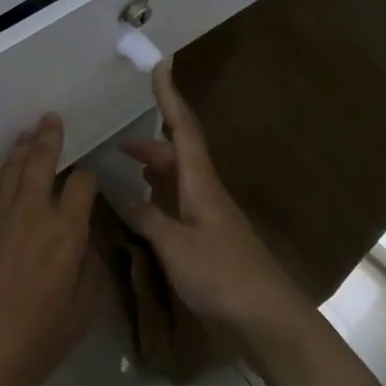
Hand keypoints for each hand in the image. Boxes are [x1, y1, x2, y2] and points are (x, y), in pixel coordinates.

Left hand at [0, 115, 99, 385]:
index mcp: (67, 233)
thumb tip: (85, 245)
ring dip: (20, 148)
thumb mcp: (81, 312)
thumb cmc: (36, 340)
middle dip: (50, 138)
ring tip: (27, 132)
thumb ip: (88, 271)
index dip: (89, 177)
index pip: (83, 186)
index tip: (89, 181)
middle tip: (51, 118)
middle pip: (43, 163)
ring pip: (11, 170)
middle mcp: (34, 214)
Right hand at [120, 62, 306, 346]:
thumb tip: (127, 197)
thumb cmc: (222, 276)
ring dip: (154, 169)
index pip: (183, 130)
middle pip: (179, 155)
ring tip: (127, 167)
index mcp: (201, 185)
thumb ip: (149, 219)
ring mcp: (209, 219)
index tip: (161, 66)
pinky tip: (146, 208)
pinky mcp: (208, 242)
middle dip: (151, 143)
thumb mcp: (176, 245)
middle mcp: (206, 194)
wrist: (266, 320)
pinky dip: (159, 198)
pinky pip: (179, 206)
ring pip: (178, 181)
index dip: (170, 98)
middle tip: (118, 141)